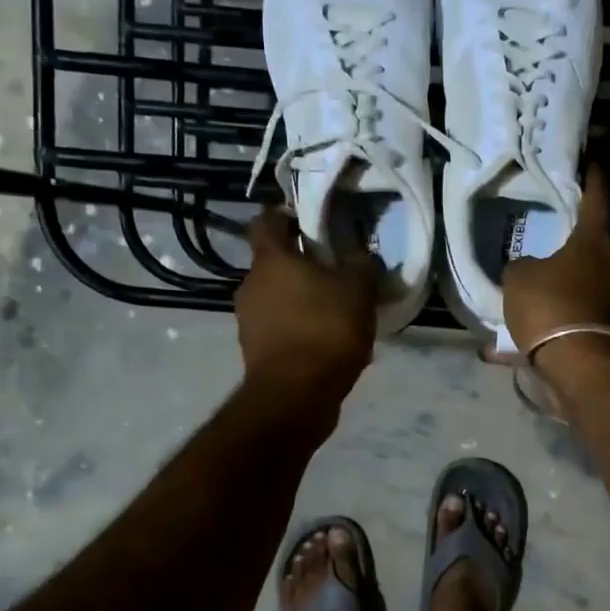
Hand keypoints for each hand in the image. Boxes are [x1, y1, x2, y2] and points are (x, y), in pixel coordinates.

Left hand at [236, 209, 377, 403]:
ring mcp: (248, 321)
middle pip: (274, 264)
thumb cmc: (325, 330)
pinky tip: (328, 346)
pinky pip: (281, 330)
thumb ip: (360, 265)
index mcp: (270, 260)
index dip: (284, 216)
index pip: (266, 222)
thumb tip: (360, 256)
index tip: (307, 221)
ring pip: (279, 300)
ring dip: (303, 302)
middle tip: (335, 274)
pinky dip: (301, 331)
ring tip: (337, 316)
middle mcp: (251, 285)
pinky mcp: (255, 352)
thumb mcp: (358, 290)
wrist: (296, 394)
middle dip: (302, 266)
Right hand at [501, 167, 609, 354]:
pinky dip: (561, 319)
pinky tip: (532, 332)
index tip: (587, 160)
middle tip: (552, 228)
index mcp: (597, 239)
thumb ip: (522, 265)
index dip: (591, 175)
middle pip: (596, 241)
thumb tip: (528, 269)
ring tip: (539, 285)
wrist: (581, 366)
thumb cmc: (551, 307)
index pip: (598, 194)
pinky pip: (581, 315)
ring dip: (566, 282)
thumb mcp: (518, 279)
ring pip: (588, 282)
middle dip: (575, 236)